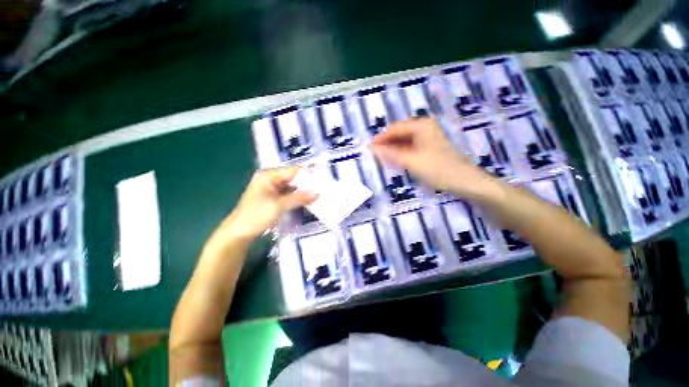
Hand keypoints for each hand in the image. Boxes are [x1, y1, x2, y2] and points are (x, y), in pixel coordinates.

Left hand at [208, 167, 317, 248]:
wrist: (239, 233)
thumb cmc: (256, 216)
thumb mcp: (279, 206)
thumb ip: (299, 197)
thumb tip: (318, 193)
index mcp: (269, 175)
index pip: (293, 170)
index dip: (307, 174)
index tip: (323, 178)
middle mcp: (271, 179)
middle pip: (293, 178)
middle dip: (307, 183)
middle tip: (323, 187)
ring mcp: (272, 189)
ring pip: (292, 187)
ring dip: (303, 191)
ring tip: (319, 193)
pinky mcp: (274, 198)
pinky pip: (289, 194)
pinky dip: (298, 197)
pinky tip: (308, 200)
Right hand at [370, 118, 499, 199]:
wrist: (464, 181)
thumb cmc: (438, 169)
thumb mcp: (411, 161)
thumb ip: (390, 154)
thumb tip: (371, 148)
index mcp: (421, 125)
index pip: (394, 129)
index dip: (380, 139)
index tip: (368, 149)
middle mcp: (424, 128)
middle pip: (399, 134)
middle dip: (386, 144)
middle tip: (374, 156)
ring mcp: (427, 138)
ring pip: (404, 142)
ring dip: (393, 150)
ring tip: (382, 160)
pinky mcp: (429, 148)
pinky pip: (410, 148)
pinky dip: (401, 154)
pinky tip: (395, 161)